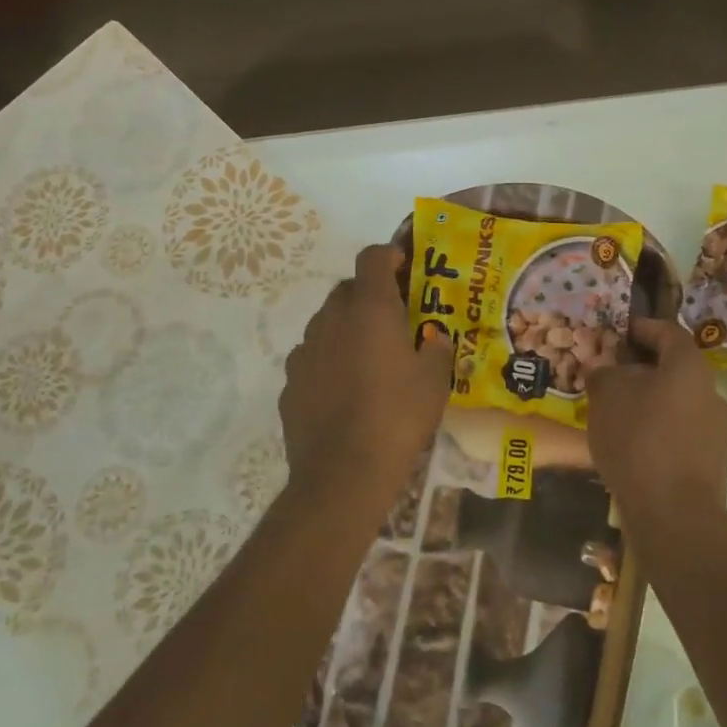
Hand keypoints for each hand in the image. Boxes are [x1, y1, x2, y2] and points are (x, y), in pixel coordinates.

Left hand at [280, 244, 453, 515]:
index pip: (372, 257)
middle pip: (347, 289)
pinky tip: (344, 389)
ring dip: (347, 328)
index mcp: (370, 310)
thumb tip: (433, 338)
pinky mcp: (290, 383)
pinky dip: (329, 360)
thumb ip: (436, 349)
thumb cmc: (398, 417)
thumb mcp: (435, 382)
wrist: (343, 473)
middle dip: (369, 295)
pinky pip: (313, 358)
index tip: (404, 265)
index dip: (389, 254)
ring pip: (327, 324)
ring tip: (369, 358)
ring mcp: (305, 351)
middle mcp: (331, 320)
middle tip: (394, 318)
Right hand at [585, 317, 726, 519]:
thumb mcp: (607, 396)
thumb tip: (605, 369)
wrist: (675, 514)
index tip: (620, 332)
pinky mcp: (712, 463)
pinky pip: (680, 433)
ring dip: (650, 401)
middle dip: (643, 369)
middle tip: (612, 375)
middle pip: (675, 369)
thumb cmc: (639, 440)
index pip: (669, 332)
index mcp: (691, 367)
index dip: (643, 327)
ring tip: (617, 413)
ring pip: (678, 403)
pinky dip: (658, 430)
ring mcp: (717, 430)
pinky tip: (633, 446)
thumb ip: (604, 373)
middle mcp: (712, 392)